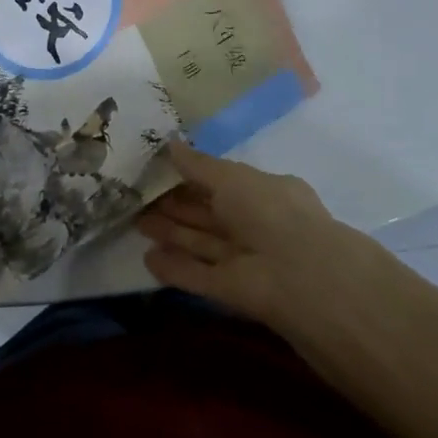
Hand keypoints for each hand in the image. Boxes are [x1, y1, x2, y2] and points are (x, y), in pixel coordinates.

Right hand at [137, 143, 381, 337]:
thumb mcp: (231, 177)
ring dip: (172, 234)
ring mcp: (246, 260)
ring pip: (202, 243)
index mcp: (265, 193)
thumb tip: (170, 144)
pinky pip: (199, 276)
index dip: (192, 176)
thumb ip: (199, 165)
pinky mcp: (234, 292)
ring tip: (135, 223)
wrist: (302, 277)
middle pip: (210, 214)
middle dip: (177, 206)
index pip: (224, 183)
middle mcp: (257, 225)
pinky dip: (175, 268)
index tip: (158, 169)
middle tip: (139, 197)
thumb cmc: (269, 211)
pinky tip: (148, 259)